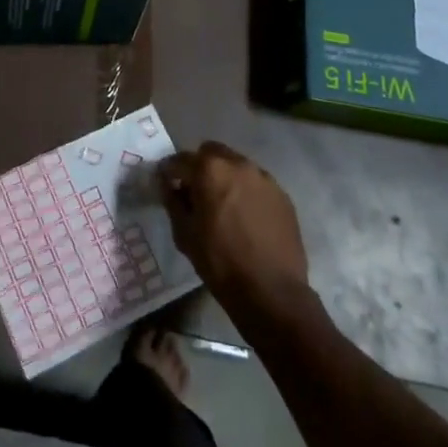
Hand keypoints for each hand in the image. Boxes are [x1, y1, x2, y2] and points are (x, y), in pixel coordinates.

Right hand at [161, 142, 312, 318]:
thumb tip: (169, 186)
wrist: (273, 293)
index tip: (165, 184)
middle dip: (199, 167)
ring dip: (225, 177)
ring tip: (224, 205)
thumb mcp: (184, 234)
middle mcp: (238, 164)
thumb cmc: (221, 263)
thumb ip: (173, 201)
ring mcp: (264, 178)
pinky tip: (246, 217)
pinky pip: (256, 183)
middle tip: (196, 192)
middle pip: (211, 153)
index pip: (179, 160)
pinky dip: (246, 192)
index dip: (169, 172)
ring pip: (236, 166)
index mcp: (210, 169)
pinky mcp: (282, 195)